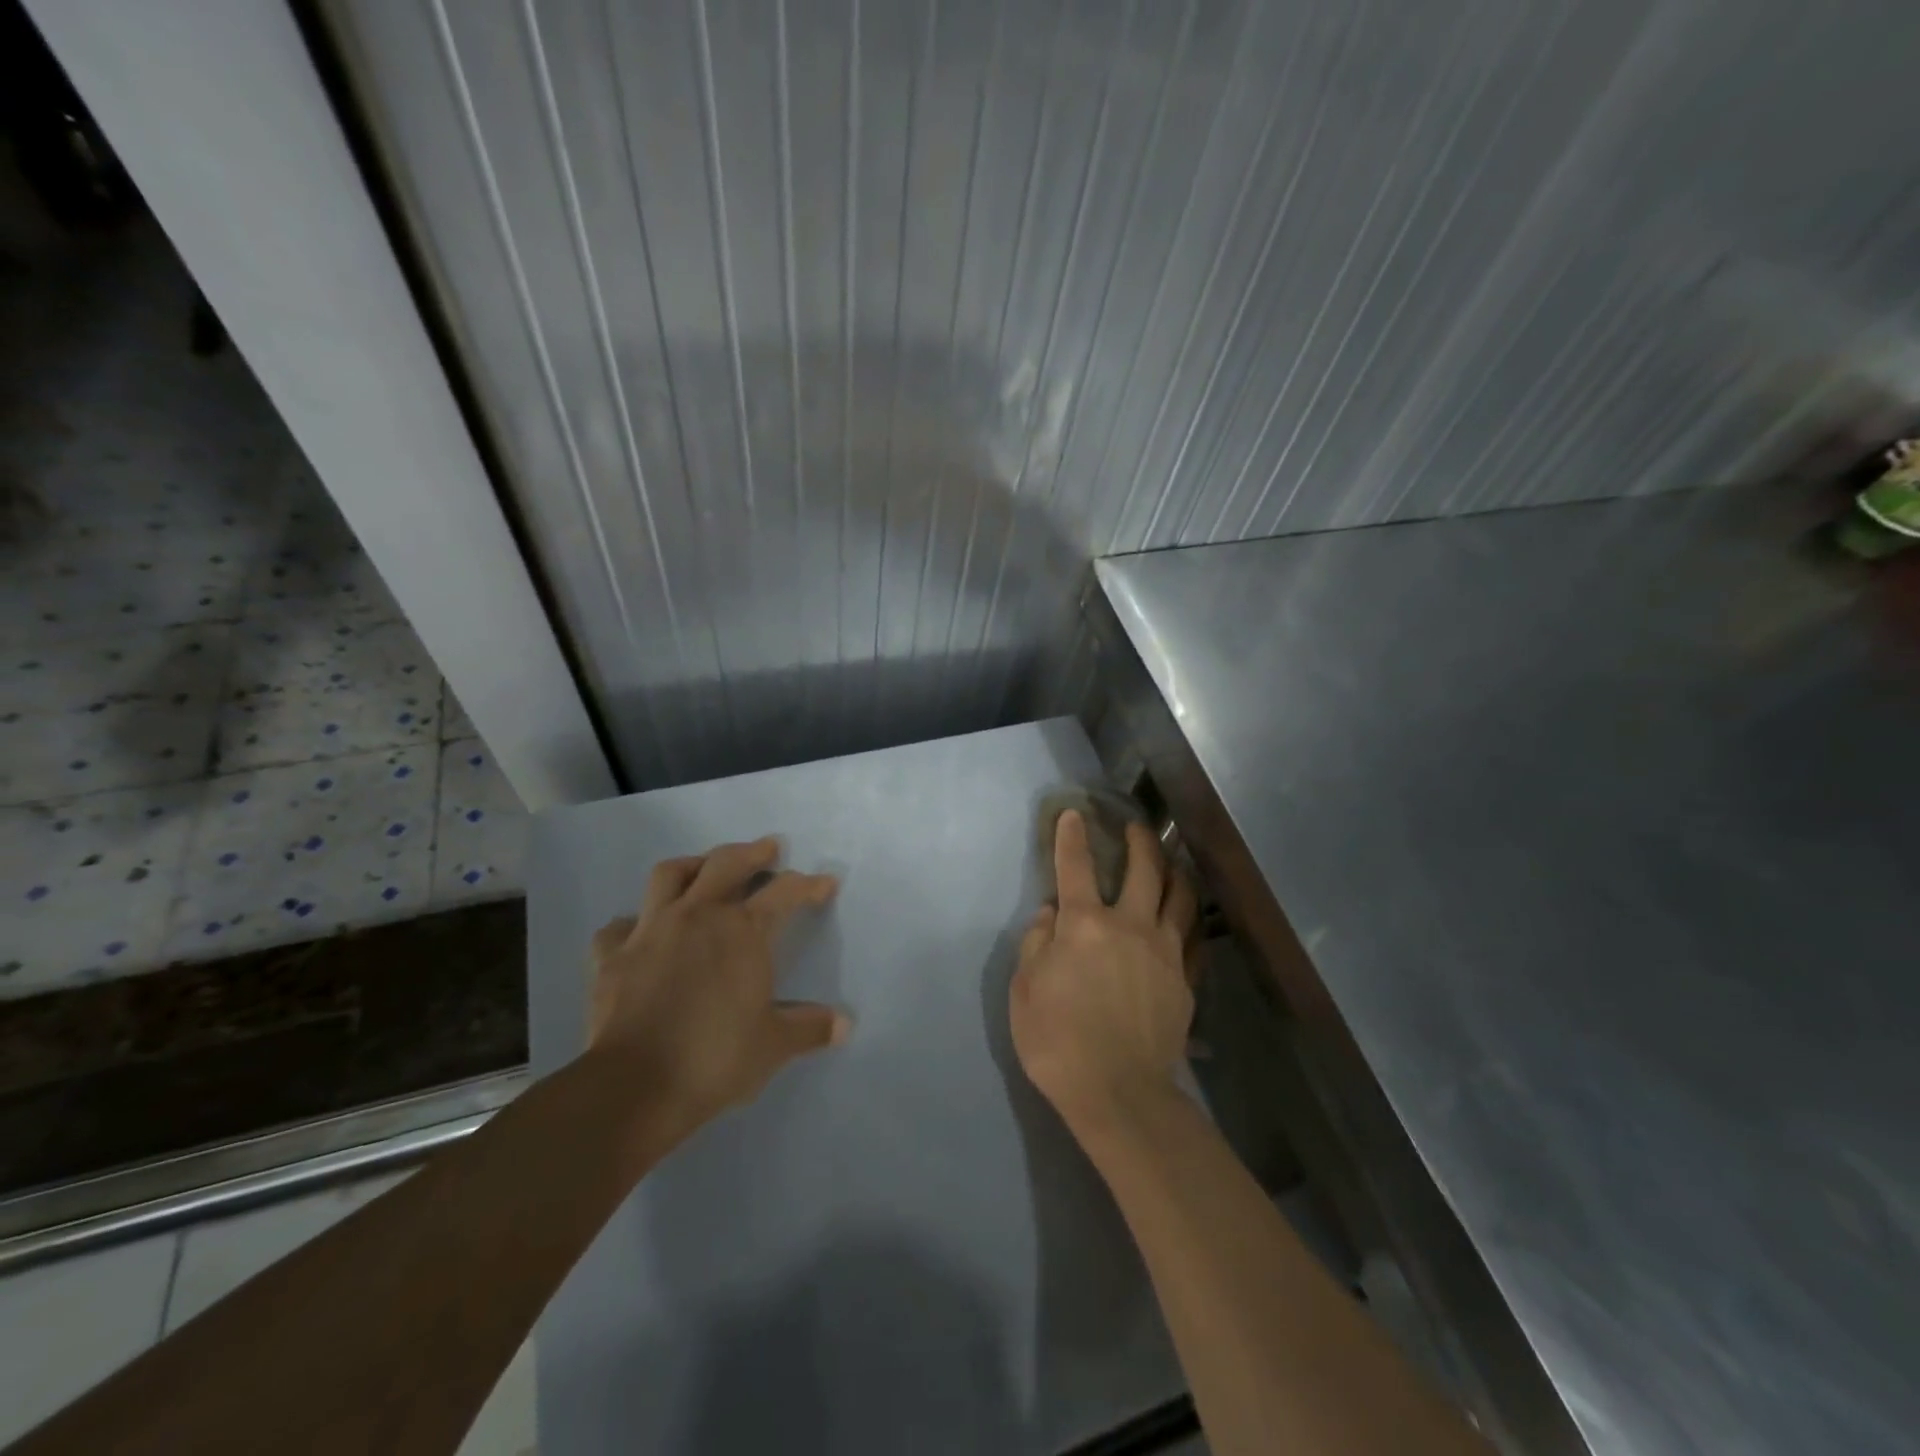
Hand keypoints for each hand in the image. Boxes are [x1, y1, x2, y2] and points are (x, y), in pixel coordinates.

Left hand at [587, 837, 848, 1135]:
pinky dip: (634, 923)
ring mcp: (650, 931)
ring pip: (669, 875)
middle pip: (726, 864)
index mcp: (743, 931)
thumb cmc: (715, 1058)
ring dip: (692, 866)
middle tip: (768, 848)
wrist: (636, 1087)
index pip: (785, 892)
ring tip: (704, 868)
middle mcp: (698, 916)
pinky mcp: (612, 957)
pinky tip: (640, 931)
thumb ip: (810, 1028)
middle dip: (752, 852)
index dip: (809, 885)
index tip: (826, 884)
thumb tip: (845, 1024)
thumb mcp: (774, 1045)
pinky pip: (620, 927)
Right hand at [1010, 809, 1198, 1138]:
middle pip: (1144, 869)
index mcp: (1084, 925)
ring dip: (1175, 871)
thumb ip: (1036, 943)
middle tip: (1138, 826)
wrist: (1119, 1092)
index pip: (1075, 867)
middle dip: (1140, 840)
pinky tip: (1189, 918)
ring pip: (1180, 897)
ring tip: (1172, 861)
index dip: (1071, 837)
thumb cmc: (1057, 1040)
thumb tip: (1049, 914)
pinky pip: (1195, 939)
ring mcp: (1165, 952)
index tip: (1073, 814)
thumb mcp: (1024, 990)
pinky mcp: (1185, 980)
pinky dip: (1191, 921)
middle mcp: (1129, 925)